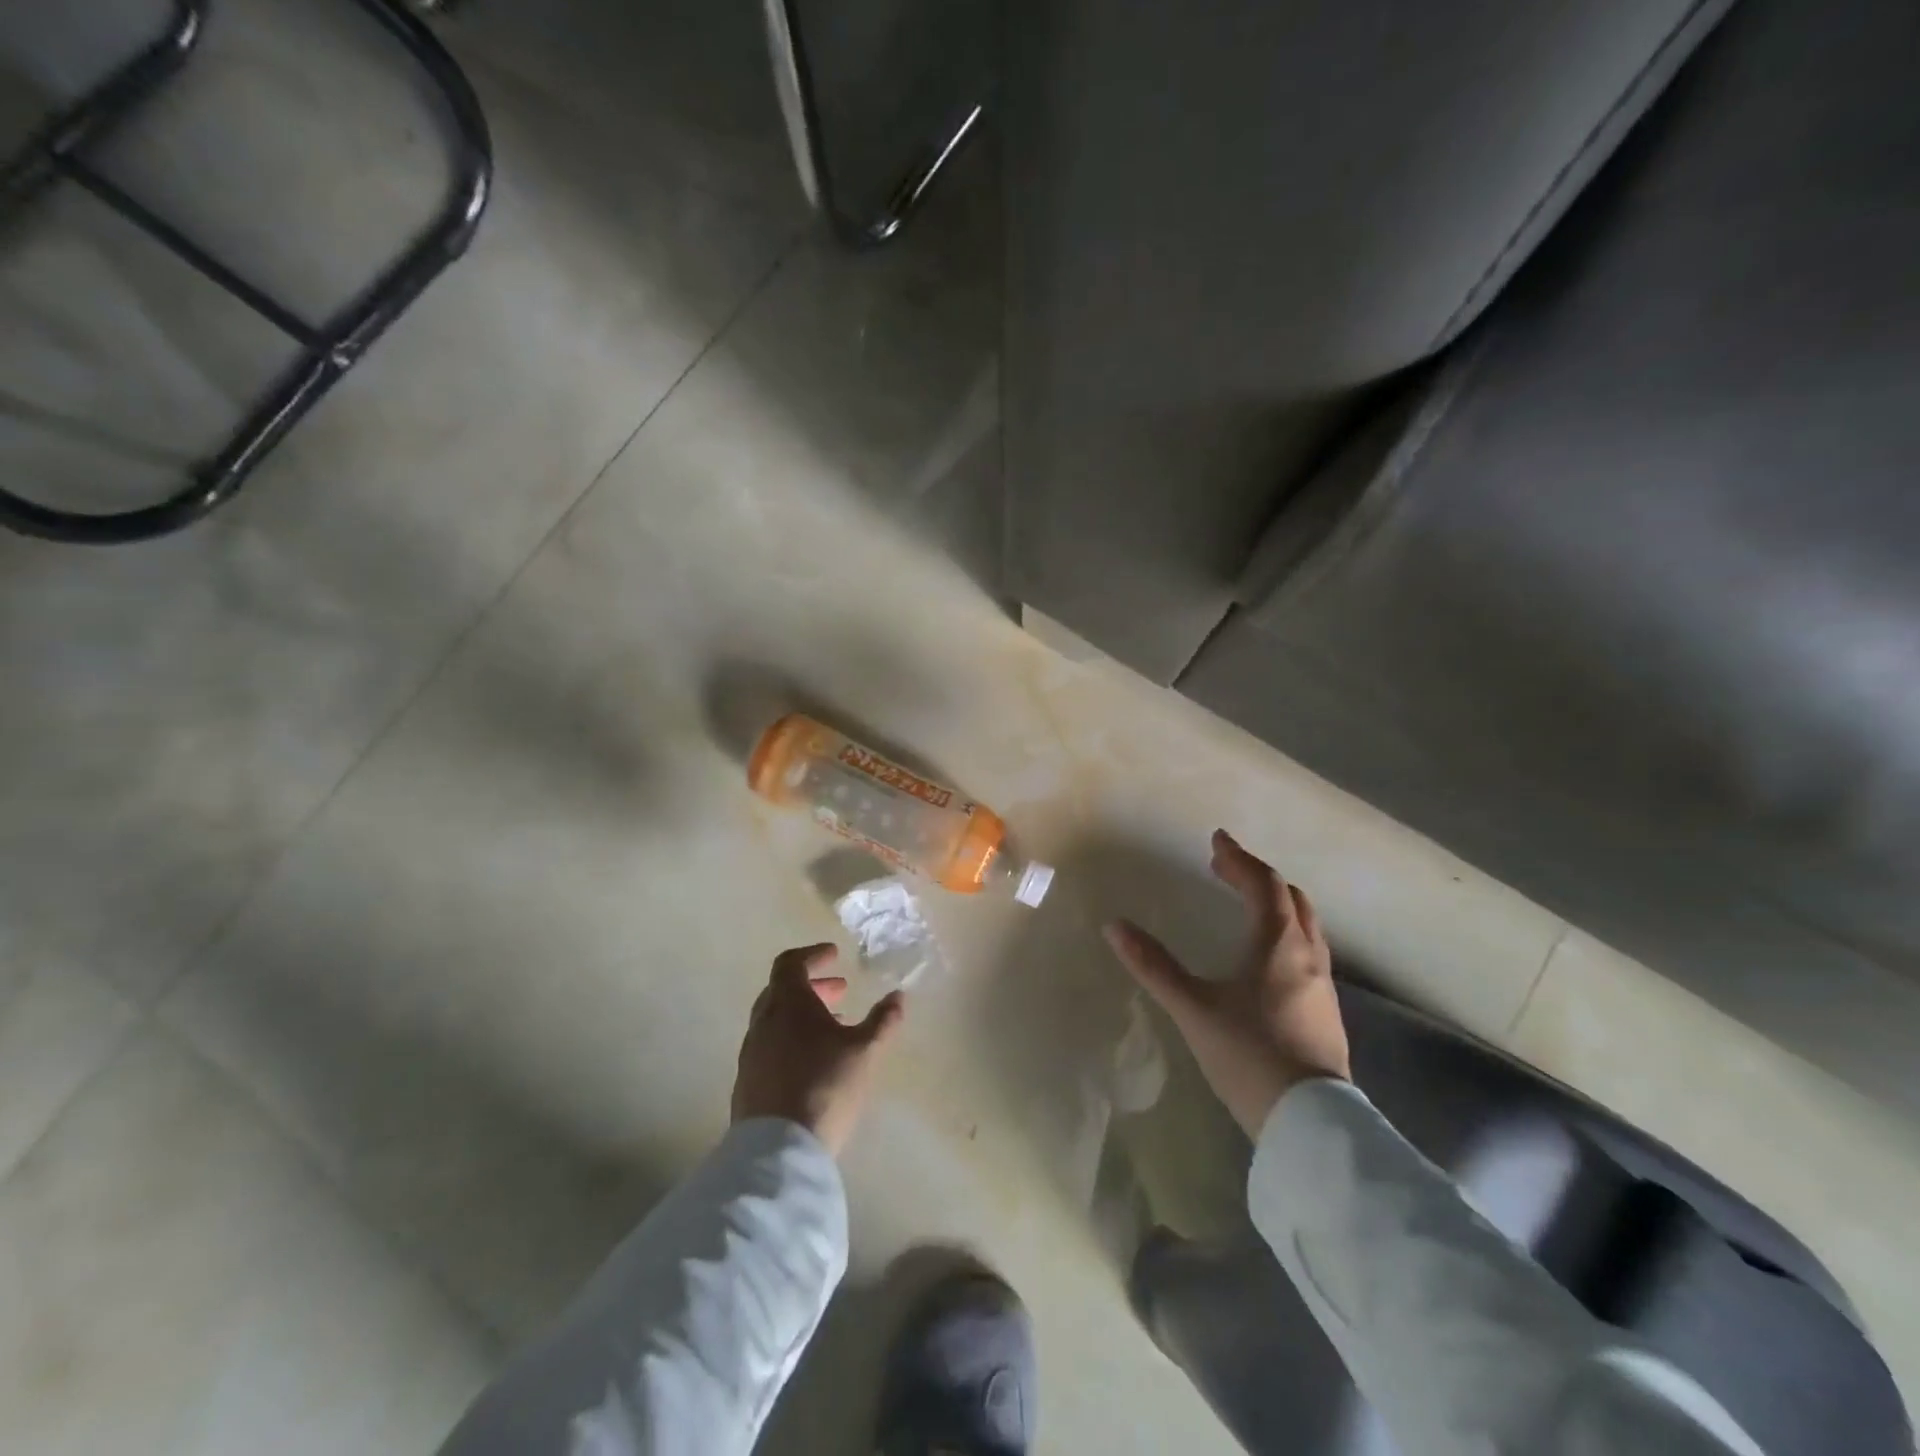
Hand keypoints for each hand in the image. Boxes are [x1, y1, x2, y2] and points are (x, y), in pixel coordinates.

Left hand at [732, 944, 905, 1156]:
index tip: (835, 956)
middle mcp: (763, 1022)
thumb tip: (898, 996)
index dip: (813, 955)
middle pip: (781, 990)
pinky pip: (769, 1046)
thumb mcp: (865, 1052)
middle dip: (812, 986)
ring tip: (832, 1028)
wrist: (778, 1151)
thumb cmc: (825, 1087)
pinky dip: (790, 1039)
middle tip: (839, 991)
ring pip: (775, 1019)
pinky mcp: (747, 1082)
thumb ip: (883, 1021)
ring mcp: (751, 1053)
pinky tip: (812, 1061)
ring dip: (801, 1015)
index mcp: (788, 1004)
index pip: (790, 963)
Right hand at [1104, 830, 1349, 1136]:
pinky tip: (1266, 955)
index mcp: (1278, 944)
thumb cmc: (1247, 1054)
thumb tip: (1114, 927)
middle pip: (1290, 898)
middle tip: (1225, 869)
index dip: (1239, 859)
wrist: (1308, 1121)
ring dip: (1276, 903)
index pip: (1262, 884)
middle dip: (1258, 877)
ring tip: (1246, 903)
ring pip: (1305, 925)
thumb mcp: (1193, 1008)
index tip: (1216, 840)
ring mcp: (1322, 984)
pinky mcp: (1326, 1010)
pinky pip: (1308, 950)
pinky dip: (1285, 931)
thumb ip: (1154, 965)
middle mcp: (1307, 955)